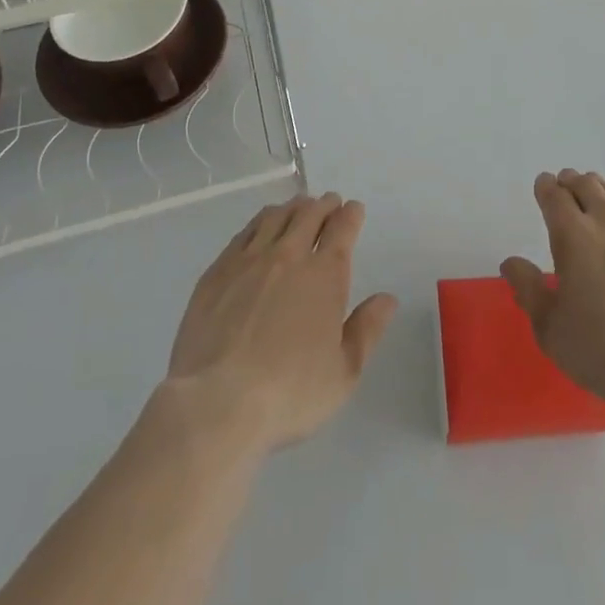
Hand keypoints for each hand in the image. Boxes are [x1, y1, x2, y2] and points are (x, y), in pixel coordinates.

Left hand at [165, 192, 397, 452]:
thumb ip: (367, 330)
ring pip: (275, 217)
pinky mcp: (217, 271)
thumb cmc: (289, 392)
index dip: (350, 215)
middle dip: (323, 205)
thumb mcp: (343, 372)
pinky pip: (244, 233)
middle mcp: (288, 255)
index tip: (353, 209)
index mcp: (324, 274)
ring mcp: (249, 259)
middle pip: (309, 214)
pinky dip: (259, 222)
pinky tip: (259, 229)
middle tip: (329, 203)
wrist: (217, 401)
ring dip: (292, 207)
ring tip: (298, 207)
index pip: (342, 228)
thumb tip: (387, 299)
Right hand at [503, 170, 604, 415]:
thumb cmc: (604, 351)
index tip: (543, 190)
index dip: (545, 187)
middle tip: (567, 197)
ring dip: (601, 193)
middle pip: (585, 183)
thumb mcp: (551, 329)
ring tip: (599, 209)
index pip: (553, 193)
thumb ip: (529, 289)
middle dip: (571, 184)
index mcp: (573, 234)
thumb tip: (512, 263)